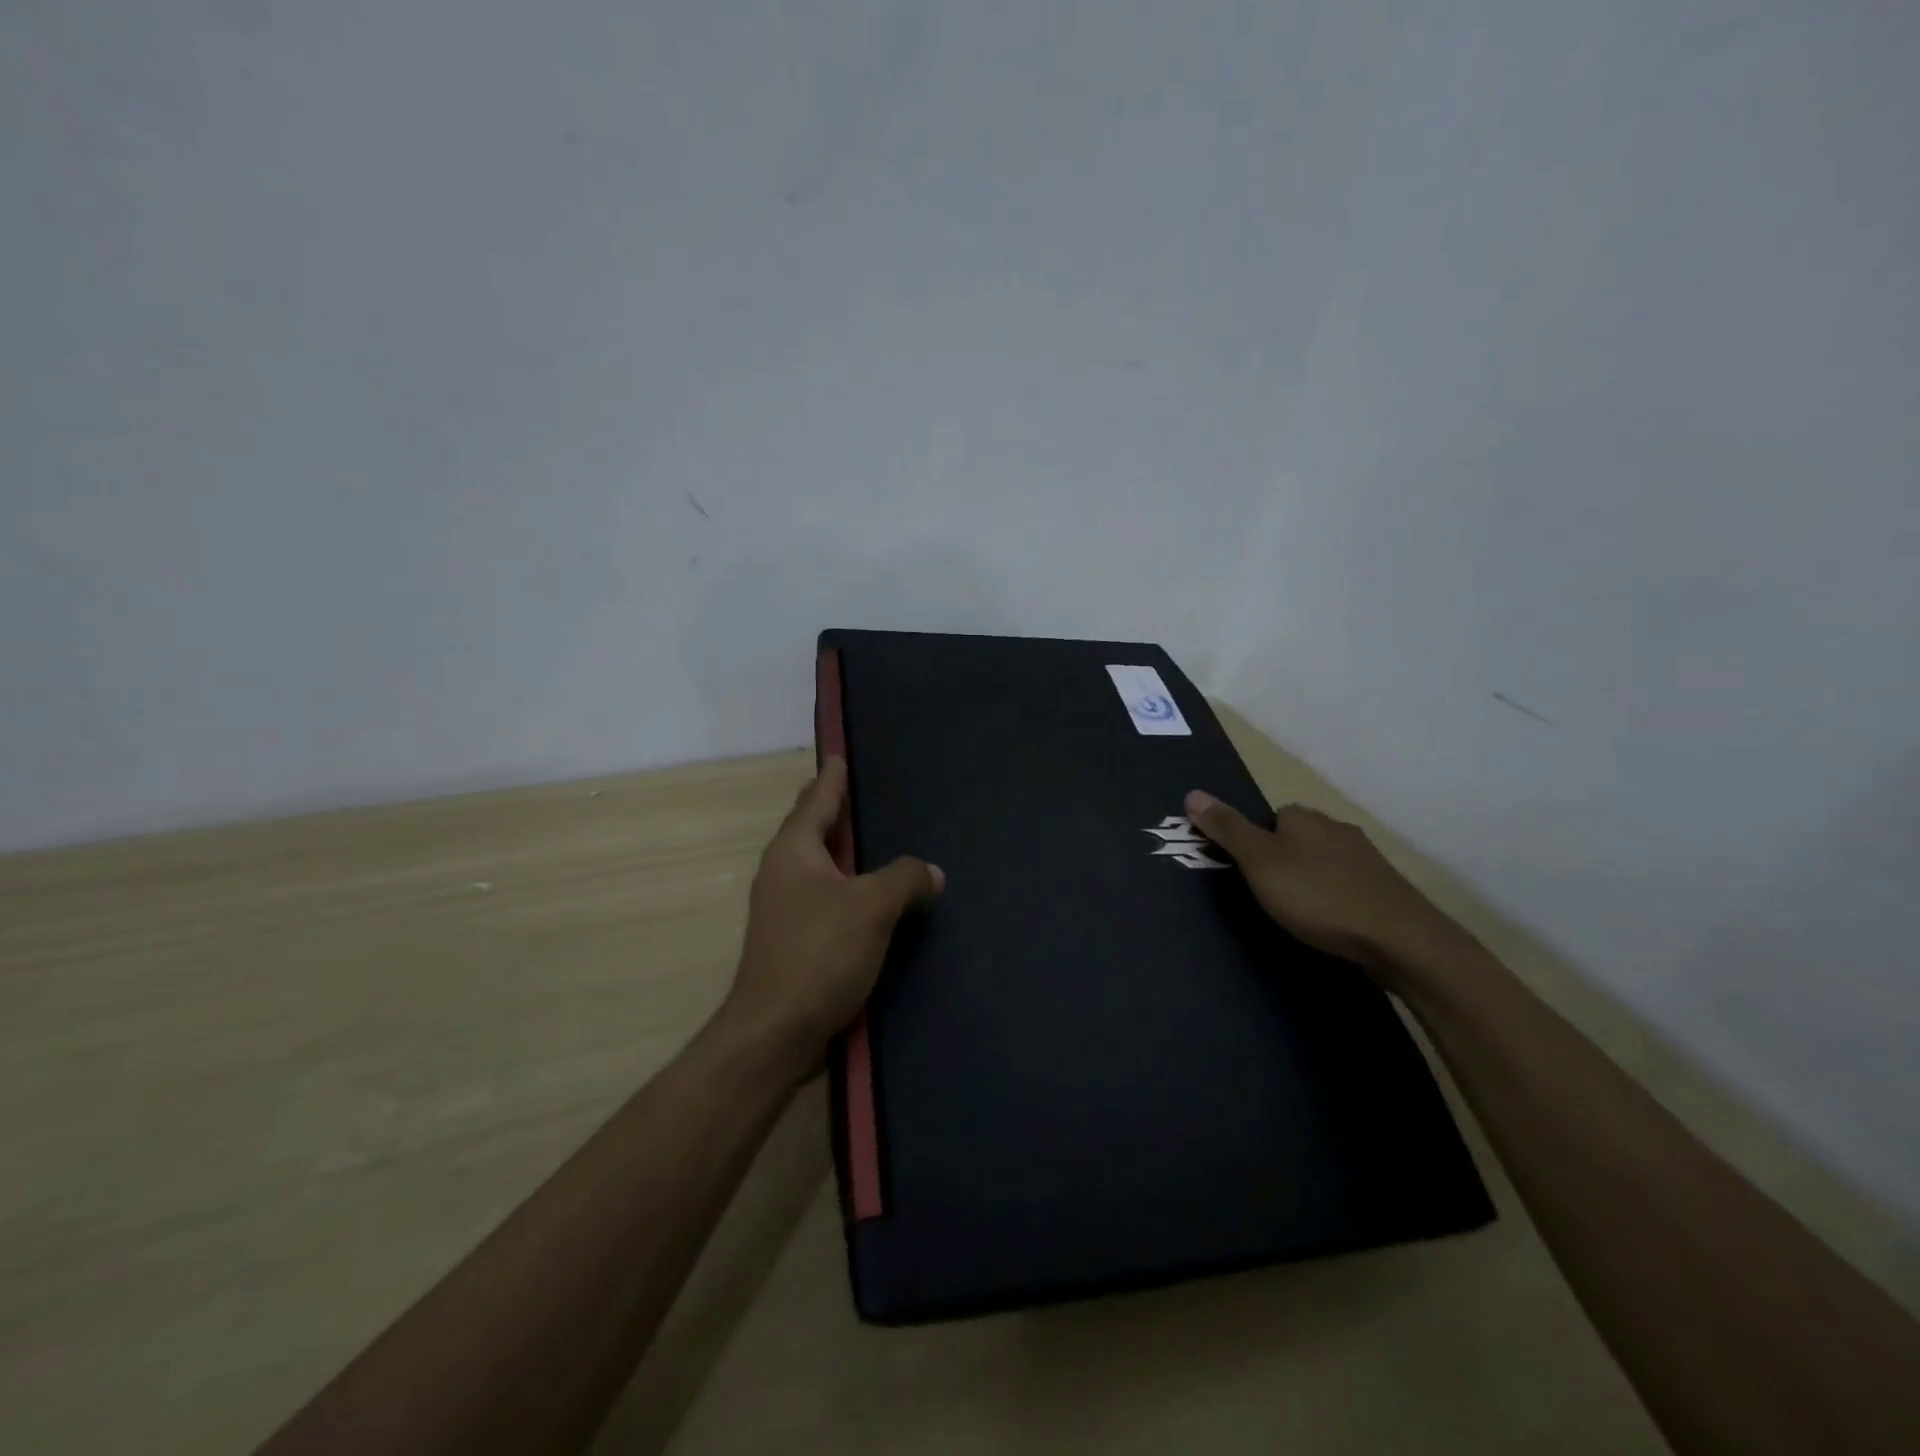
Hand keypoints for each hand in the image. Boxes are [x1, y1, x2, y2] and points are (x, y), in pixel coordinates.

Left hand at [722, 757, 942, 1077]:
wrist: (775, 1033)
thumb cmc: (819, 954)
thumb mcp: (871, 907)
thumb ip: (905, 879)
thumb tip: (932, 872)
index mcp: (794, 852)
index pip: (816, 799)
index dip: (832, 777)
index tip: (840, 754)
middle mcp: (783, 872)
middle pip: (814, 829)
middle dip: (838, 810)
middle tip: (868, 791)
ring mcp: (786, 908)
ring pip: (822, 865)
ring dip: (846, 851)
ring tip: (878, 838)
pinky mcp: (796, 939)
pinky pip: (828, 896)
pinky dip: (850, 885)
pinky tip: (874, 894)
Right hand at [1184, 790, 1471, 980]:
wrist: (1401, 940)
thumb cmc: (1319, 896)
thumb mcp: (1259, 862)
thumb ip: (1227, 829)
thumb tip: (1192, 792)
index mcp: (1304, 817)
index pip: (1269, 817)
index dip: (1254, 843)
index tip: (1246, 873)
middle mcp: (1336, 828)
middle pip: (1296, 838)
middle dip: (1282, 861)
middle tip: (1266, 896)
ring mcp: (1366, 859)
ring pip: (1323, 862)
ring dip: (1310, 881)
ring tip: (1298, 914)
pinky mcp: (1385, 889)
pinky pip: (1346, 886)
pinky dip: (1334, 900)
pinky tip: (1331, 923)